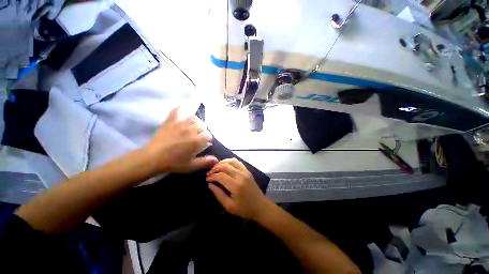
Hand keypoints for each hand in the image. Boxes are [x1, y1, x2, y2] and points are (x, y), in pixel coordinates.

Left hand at [145, 106, 217, 172]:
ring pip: (194, 118)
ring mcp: (180, 124)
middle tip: (198, 137)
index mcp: (196, 141)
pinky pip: (178, 110)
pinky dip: (183, 108)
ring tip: (193, 127)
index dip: (207, 139)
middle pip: (202, 126)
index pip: (208, 135)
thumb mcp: (190, 166)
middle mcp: (190, 130)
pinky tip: (185, 110)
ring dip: (196, 123)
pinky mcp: (171, 121)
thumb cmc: (173, 163)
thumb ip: (204, 162)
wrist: (152, 158)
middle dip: (203, 131)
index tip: (204, 143)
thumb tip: (216, 159)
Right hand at [206, 158, 270, 219]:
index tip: (207, 179)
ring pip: (232, 161)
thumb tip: (210, 184)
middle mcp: (241, 176)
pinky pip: (238, 162)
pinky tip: (226, 164)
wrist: (260, 206)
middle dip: (215, 168)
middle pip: (225, 166)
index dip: (212, 176)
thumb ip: (218, 194)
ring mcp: (245, 172)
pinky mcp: (248, 171)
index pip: (221, 176)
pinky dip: (231, 161)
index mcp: (236, 186)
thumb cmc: (244, 209)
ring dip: (223, 162)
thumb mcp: (229, 206)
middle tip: (210, 172)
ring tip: (216, 167)